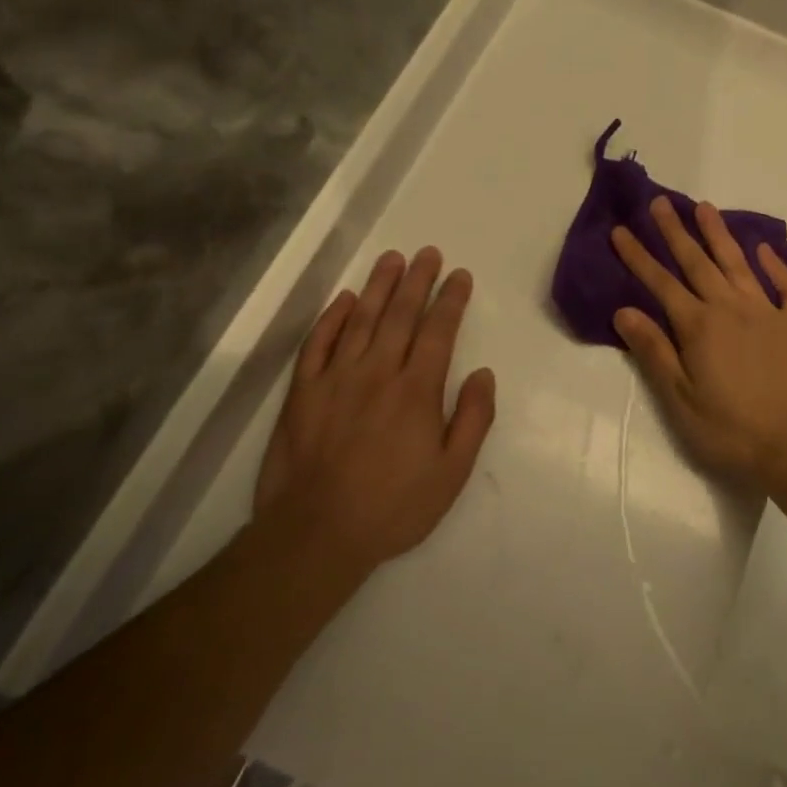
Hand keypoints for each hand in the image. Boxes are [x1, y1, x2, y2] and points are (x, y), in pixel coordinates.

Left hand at [256, 247, 495, 575]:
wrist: (316, 534)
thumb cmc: (394, 506)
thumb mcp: (453, 473)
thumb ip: (473, 419)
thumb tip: (484, 374)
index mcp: (417, 390)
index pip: (438, 331)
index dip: (451, 299)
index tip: (459, 276)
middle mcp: (378, 372)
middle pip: (400, 315)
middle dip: (417, 280)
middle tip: (428, 253)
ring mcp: (336, 379)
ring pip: (360, 319)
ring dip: (379, 286)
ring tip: (392, 259)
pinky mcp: (302, 393)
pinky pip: (317, 343)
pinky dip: (331, 317)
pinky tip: (344, 299)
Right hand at [610, 197, 786, 484]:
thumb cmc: (729, 429)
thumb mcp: (680, 398)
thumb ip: (654, 351)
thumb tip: (624, 311)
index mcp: (699, 326)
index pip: (661, 283)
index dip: (639, 256)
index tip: (621, 230)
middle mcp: (730, 308)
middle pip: (697, 262)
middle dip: (675, 231)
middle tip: (661, 202)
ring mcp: (766, 312)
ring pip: (738, 263)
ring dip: (719, 234)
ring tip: (705, 207)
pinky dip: (777, 265)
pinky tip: (764, 250)